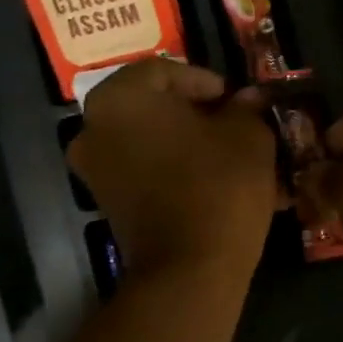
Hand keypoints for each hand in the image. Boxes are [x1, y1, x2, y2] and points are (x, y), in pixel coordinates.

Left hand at [68, 59, 278, 281]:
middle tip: (233, 125)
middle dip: (196, 115)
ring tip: (229, 157)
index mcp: (120, 97)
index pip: (165, 71)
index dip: (207, 82)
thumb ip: (245, 109)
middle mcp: (94, 128)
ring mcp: (96, 171)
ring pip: (150, 143)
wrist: (190, 270)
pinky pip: (146, 174)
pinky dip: (175, 172)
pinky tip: (212, 183)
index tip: (237, 101)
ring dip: (187, 145)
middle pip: (152, 108)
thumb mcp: (248, 136)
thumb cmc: (219, 186)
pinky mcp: (109, 206)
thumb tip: (248, 100)